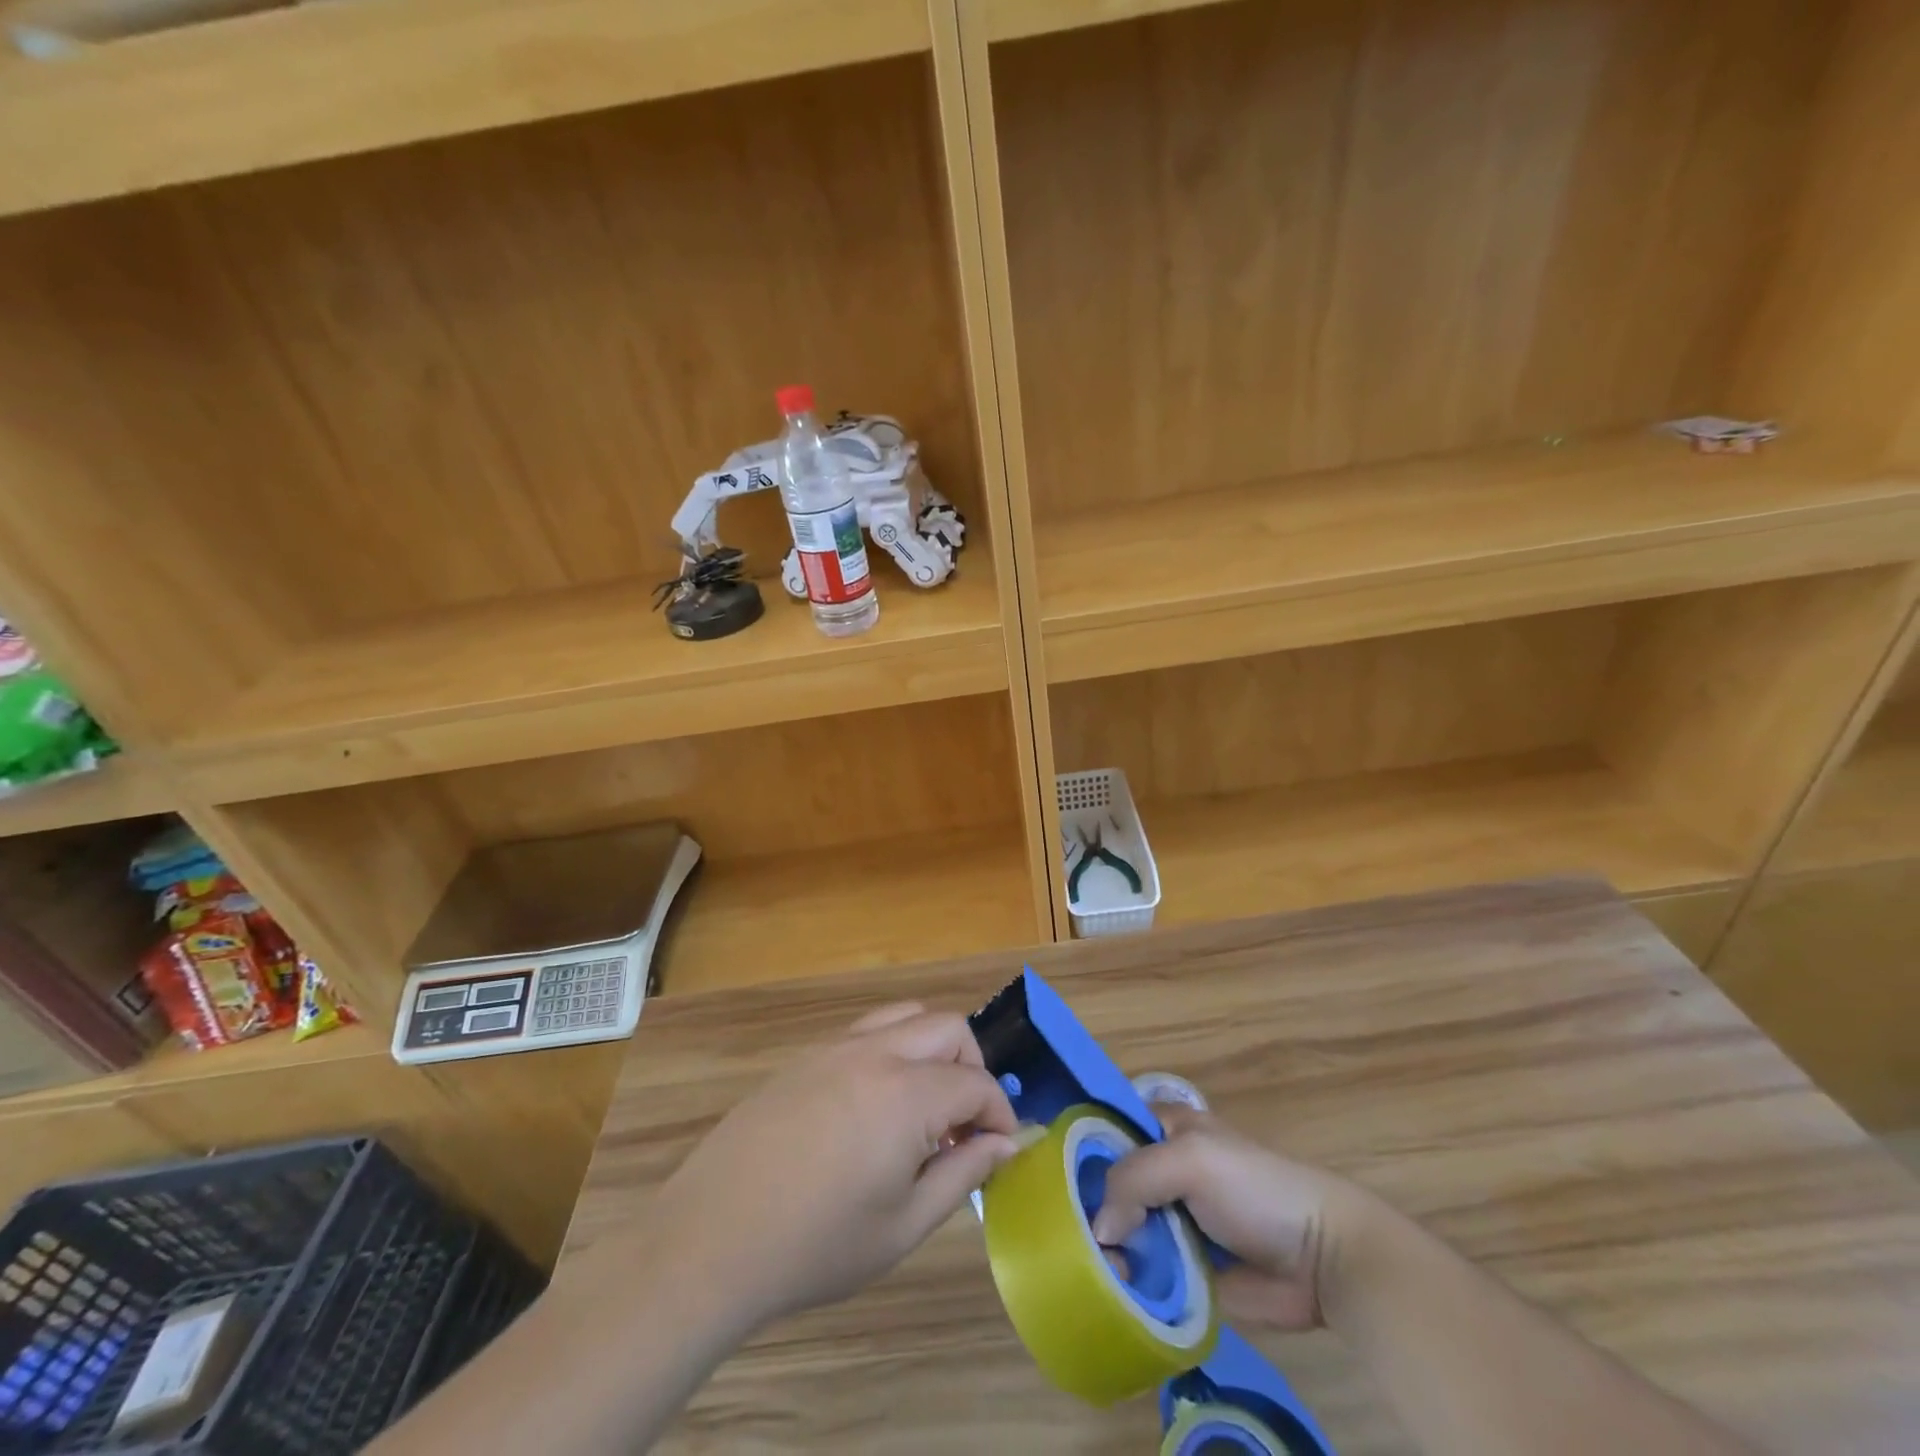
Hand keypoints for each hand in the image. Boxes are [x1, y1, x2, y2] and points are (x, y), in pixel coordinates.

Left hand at [643, 1003, 1017, 1329]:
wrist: (711, 1238)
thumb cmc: (816, 1246)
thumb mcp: (903, 1226)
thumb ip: (963, 1174)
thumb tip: (1006, 1144)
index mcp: (907, 1094)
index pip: (977, 1083)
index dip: (1000, 1114)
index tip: (1001, 1148)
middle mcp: (877, 1053)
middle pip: (948, 1027)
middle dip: (972, 1068)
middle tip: (963, 1124)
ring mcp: (836, 1047)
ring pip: (906, 1016)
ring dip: (932, 1049)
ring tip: (922, 1107)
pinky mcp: (806, 1056)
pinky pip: (866, 1031)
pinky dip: (892, 1051)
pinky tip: (873, 1107)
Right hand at [1089, 1104, 1373, 1331]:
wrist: (1322, 1257)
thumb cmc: (1254, 1186)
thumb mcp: (1190, 1159)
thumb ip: (1134, 1178)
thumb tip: (1099, 1229)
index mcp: (1162, 1128)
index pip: (1106, 1128)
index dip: (1080, 1149)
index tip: (1050, 1178)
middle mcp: (1161, 1169)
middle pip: (1109, 1182)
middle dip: (1089, 1207)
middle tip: (1066, 1234)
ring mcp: (1172, 1219)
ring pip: (1122, 1229)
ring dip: (1107, 1249)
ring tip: (1092, 1270)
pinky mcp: (1185, 1268)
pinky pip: (1145, 1271)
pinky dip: (1128, 1281)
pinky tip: (1112, 1291)